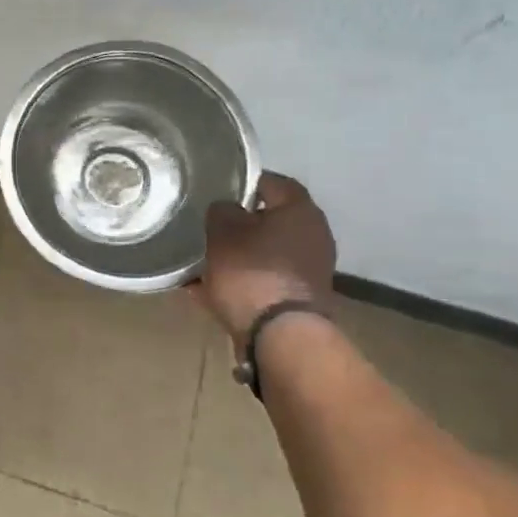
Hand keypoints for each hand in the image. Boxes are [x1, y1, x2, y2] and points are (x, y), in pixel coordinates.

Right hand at [194, 172, 336, 340]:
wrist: (279, 335)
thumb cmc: (251, 270)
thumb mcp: (222, 230)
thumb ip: (222, 210)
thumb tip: (227, 209)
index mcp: (300, 210)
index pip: (271, 181)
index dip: (242, 183)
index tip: (216, 192)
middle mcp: (314, 235)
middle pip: (270, 219)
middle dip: (238, 223)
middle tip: (207, 226)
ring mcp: (310, 269)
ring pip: (264, 252)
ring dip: (238, 254)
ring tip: (203, 260)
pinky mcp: (300, 298)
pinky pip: (264, 279)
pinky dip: (242, 280)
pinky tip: (209, 288)